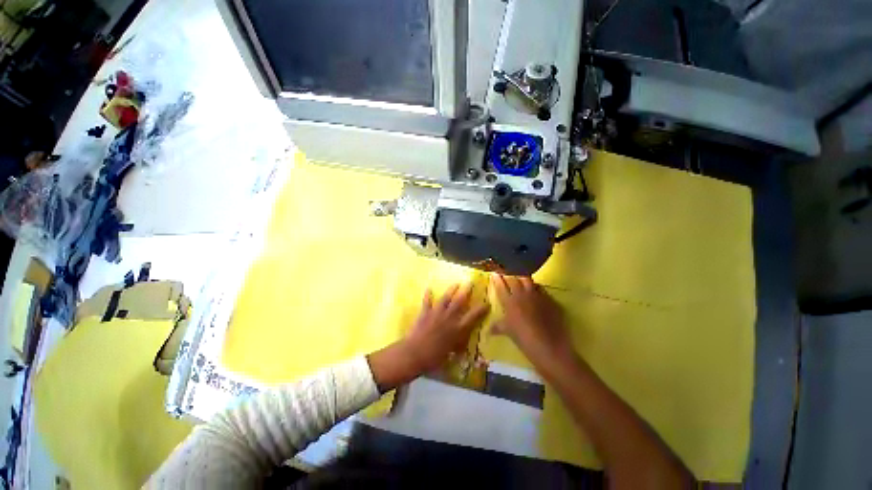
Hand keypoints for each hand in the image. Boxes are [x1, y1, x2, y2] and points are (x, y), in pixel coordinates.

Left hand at [404, 284, 489, 372]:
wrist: (415, 354)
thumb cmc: (434, 358)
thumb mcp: (450, 355)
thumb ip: (456, 348)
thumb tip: (461, 347)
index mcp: (457, 329)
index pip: (472, 317)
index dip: (481, 309)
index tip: (487, 303)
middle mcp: (449, 318)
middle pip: (459, 302)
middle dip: (466, 291)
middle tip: (470, 283)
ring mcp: (436, 314)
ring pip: (445, 298)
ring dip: (451, 290)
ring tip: (456, 283)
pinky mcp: (425, 313)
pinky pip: (427, 301)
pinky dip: (428, 295)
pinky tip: (429, 288)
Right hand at [490, 275, 572, 362]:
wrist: (548, 345)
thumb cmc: (523, 339)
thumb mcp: (508, 332)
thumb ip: (497, 327)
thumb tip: (488, 330)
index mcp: (509, 302)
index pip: (500, 286)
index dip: (496, 279)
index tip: (494, 274)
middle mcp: (521, 294)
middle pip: (513, 279)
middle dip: (508, 275)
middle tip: (506, 273)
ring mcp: (536, 295)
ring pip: (527, 280)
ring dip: (522, 278)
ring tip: (520, 278)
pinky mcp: (548, 299)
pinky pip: (540, 288)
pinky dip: (536, 287)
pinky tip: (535, 289)